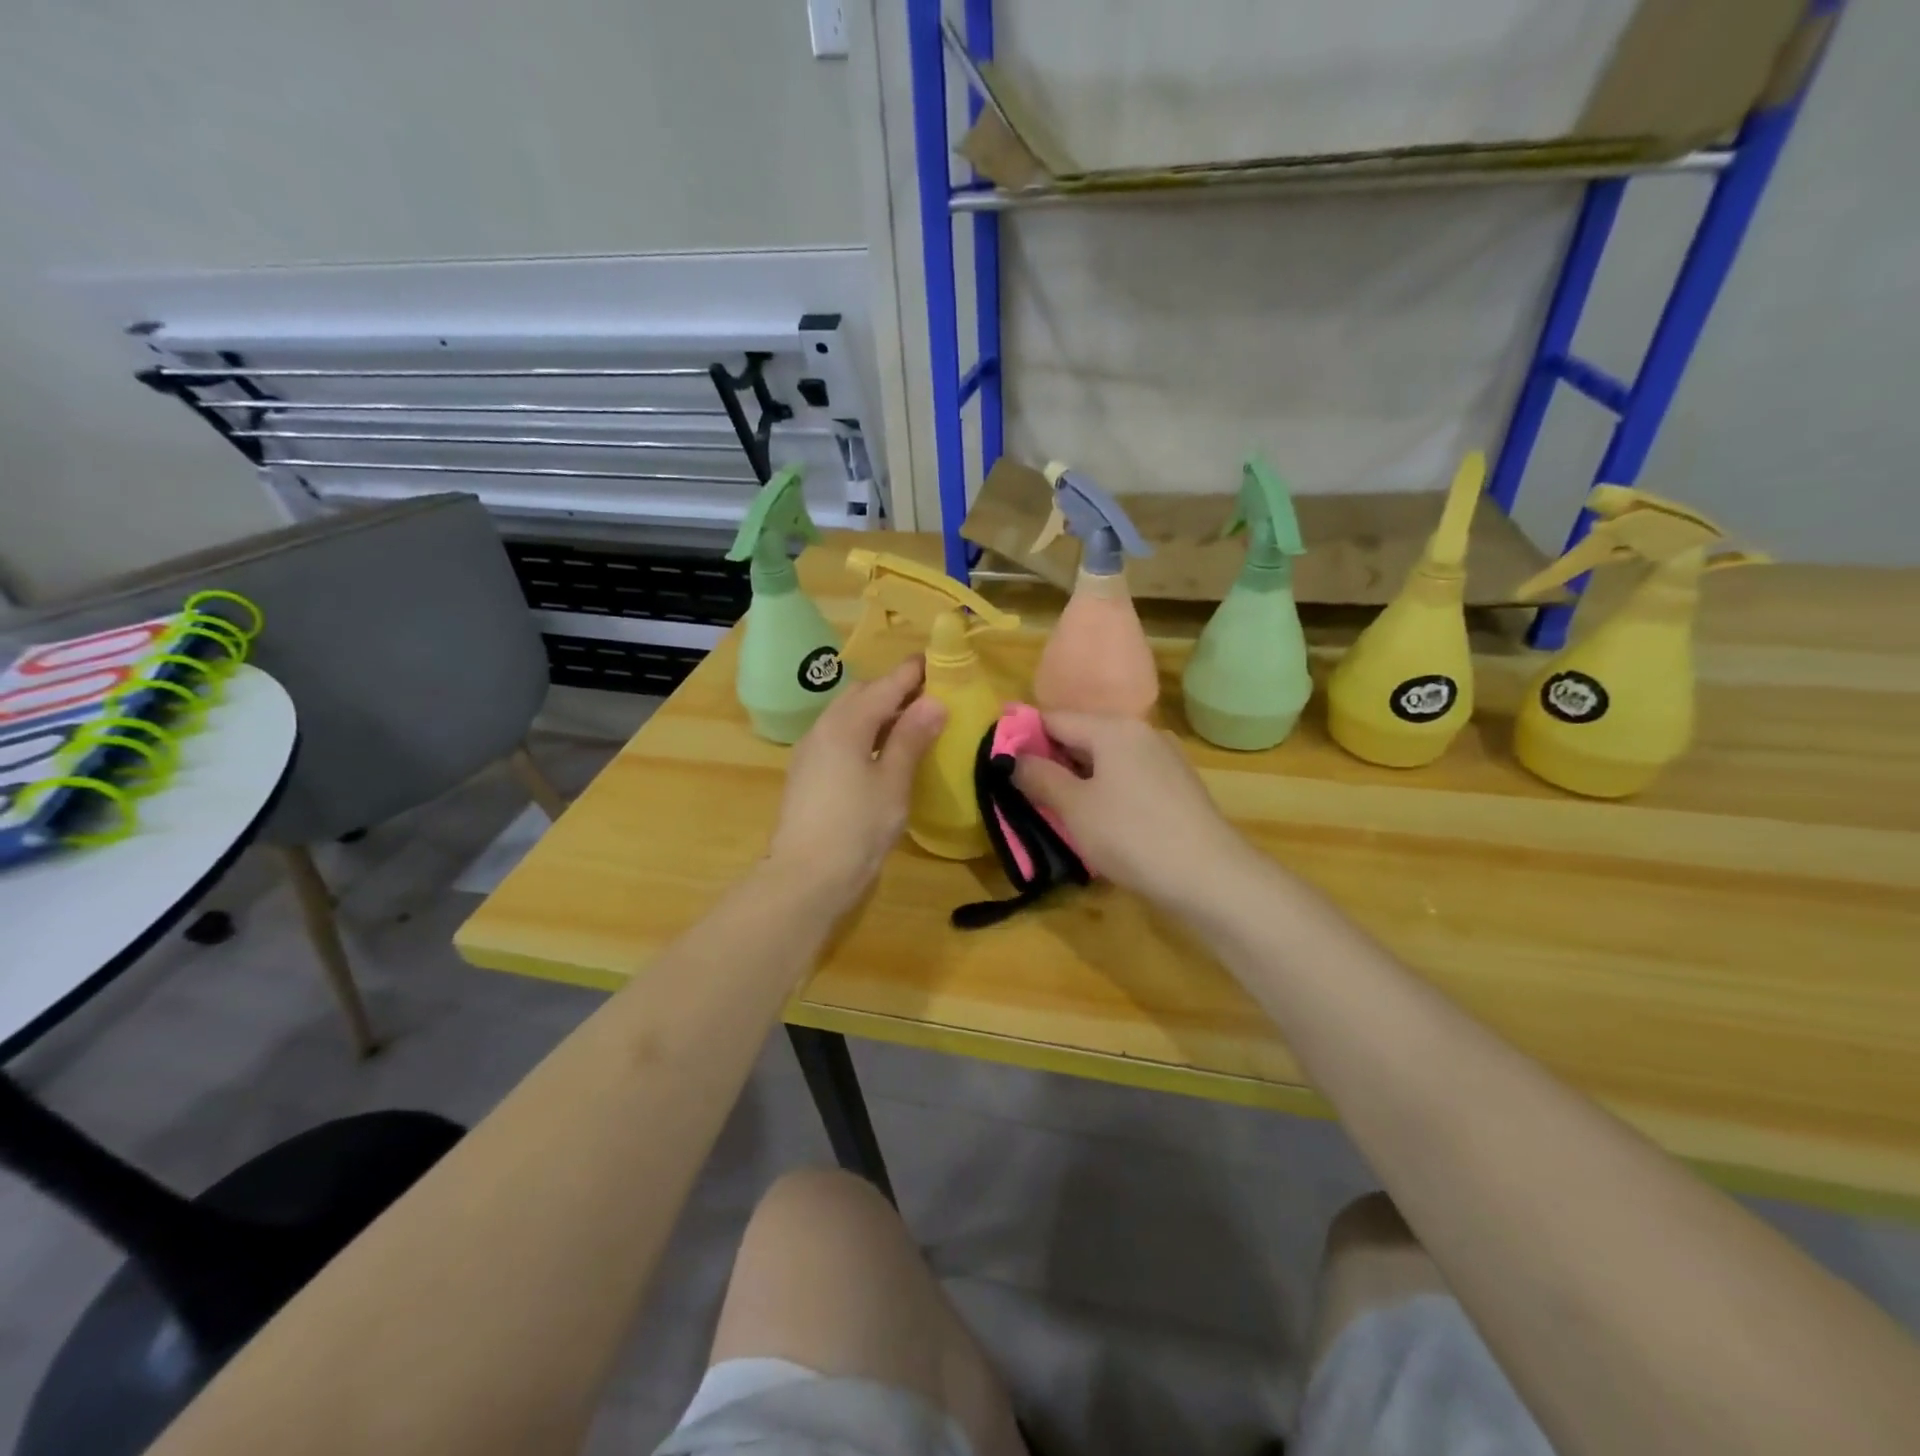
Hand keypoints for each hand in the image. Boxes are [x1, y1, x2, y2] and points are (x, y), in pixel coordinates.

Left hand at [766, 657, 946, 910]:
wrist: (806, 878)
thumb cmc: (857, 827)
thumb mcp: (893, 782)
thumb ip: (911, 738)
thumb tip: (933, 701)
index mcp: (845, 724)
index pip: (884, 685)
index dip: (911, 673)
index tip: (937, 661)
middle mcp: (823, 729)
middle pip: (861, 696)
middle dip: (893, 690)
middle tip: (929, 696)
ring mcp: (811, 752)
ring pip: (848, 716)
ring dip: (878, 712)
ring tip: (912, 723)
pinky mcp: (808, 774)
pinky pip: (840, 738)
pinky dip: (864, 733)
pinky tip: (883, 752)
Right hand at [1012, 713, 1254, 909]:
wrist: (1210, 877)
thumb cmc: (1132, 835)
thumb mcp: (1075, 808)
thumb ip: (1040, 777)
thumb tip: (1014, 758)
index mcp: (1114, 728)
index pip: (1054, 718)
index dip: (1024, 737)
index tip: (1001, 765)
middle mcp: (1141, 733)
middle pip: (1082, 736)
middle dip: (1051, 761)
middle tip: (1025, 793)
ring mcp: (1164, 759)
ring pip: (1106, 759)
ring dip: (1078, 779)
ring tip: (1057, 810)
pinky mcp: (1177, 787)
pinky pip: (1128, 777)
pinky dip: (1106, 791)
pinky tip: (1099, 821)